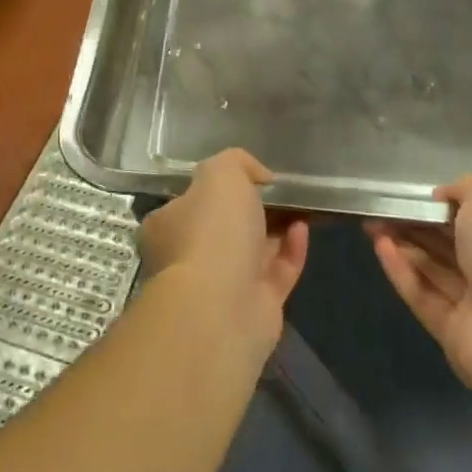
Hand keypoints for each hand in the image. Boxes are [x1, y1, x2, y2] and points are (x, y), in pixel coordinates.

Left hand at [141, 149, 308, 359]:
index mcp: (167, 225)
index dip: (215, 186)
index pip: (188, 200)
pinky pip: (276, 274)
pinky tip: (303, 229)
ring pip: (253, 252)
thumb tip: (259, 175)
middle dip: (250, 210)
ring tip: (300, 205)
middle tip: (278, 191)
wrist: (222, 308)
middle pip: (223, 227)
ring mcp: (222, 287)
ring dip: (275, 228)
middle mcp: (189, 257)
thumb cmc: (210, 231)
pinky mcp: (255, 309)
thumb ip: (237, 162)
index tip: (245, 176)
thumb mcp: (219, 173)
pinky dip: (290, 251)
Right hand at [370, 176, 471, 433]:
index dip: (450, 207)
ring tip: (372, 223)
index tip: (421, 197)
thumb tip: (442, 198)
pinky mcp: (453, 334)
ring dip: (403, 244)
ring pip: (434, 270)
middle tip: (385, 208)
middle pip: (453, 246)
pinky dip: (401, 270)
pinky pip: (423, 295)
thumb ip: (465, 188)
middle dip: (418, 225)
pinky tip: (379, 246)